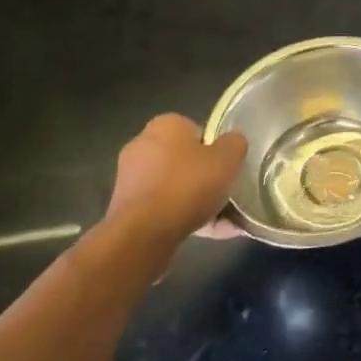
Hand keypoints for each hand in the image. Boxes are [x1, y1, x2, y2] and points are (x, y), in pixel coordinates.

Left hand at [105, 114, 247, 250]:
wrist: (143, 234)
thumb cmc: (187, 185)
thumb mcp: (227, 158)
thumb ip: (235, 144)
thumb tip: (233, 143)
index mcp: (165, 125)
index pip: (197, 130)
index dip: (216, 148)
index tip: (227, 166)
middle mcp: (143, 146)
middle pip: (185, 160)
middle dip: (205, 177)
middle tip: (227, 192)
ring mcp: (131, 180)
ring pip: (175, 187)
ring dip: (197, 201)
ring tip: (225, 221)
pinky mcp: (126, 210)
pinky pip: (164, 209)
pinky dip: (184, 218)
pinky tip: (211, 233)